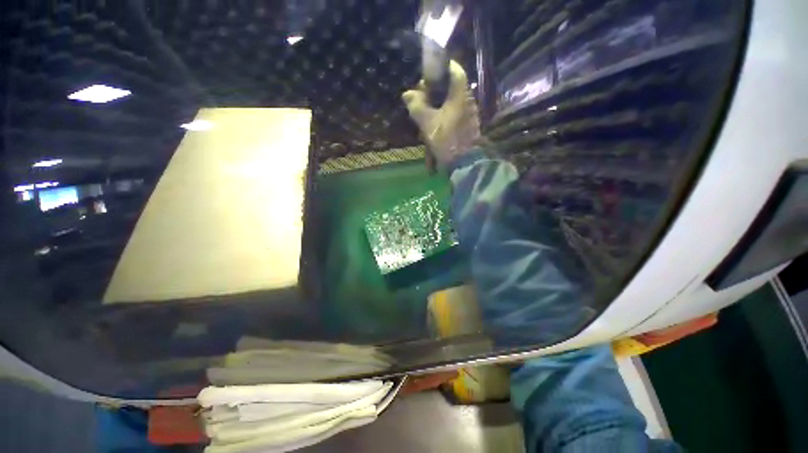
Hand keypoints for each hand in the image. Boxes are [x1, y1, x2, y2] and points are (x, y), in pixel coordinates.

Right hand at [402, 61, 480, 168]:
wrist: (464, 162)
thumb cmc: (446, 139)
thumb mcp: (428, 123)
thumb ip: (417, 106)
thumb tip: (407, 94)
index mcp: (460, 94)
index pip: (454, 70)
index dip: (441, 67)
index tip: (428, 74)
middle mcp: (467, 100)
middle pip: (451, 87)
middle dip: (435, 91)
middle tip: (421, 99)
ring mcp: (469, 114)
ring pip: (452, 103)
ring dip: (438, 106)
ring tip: (425, 116)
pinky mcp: (468, 126)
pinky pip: (454, 115)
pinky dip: (444, 117)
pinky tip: (434, 128)